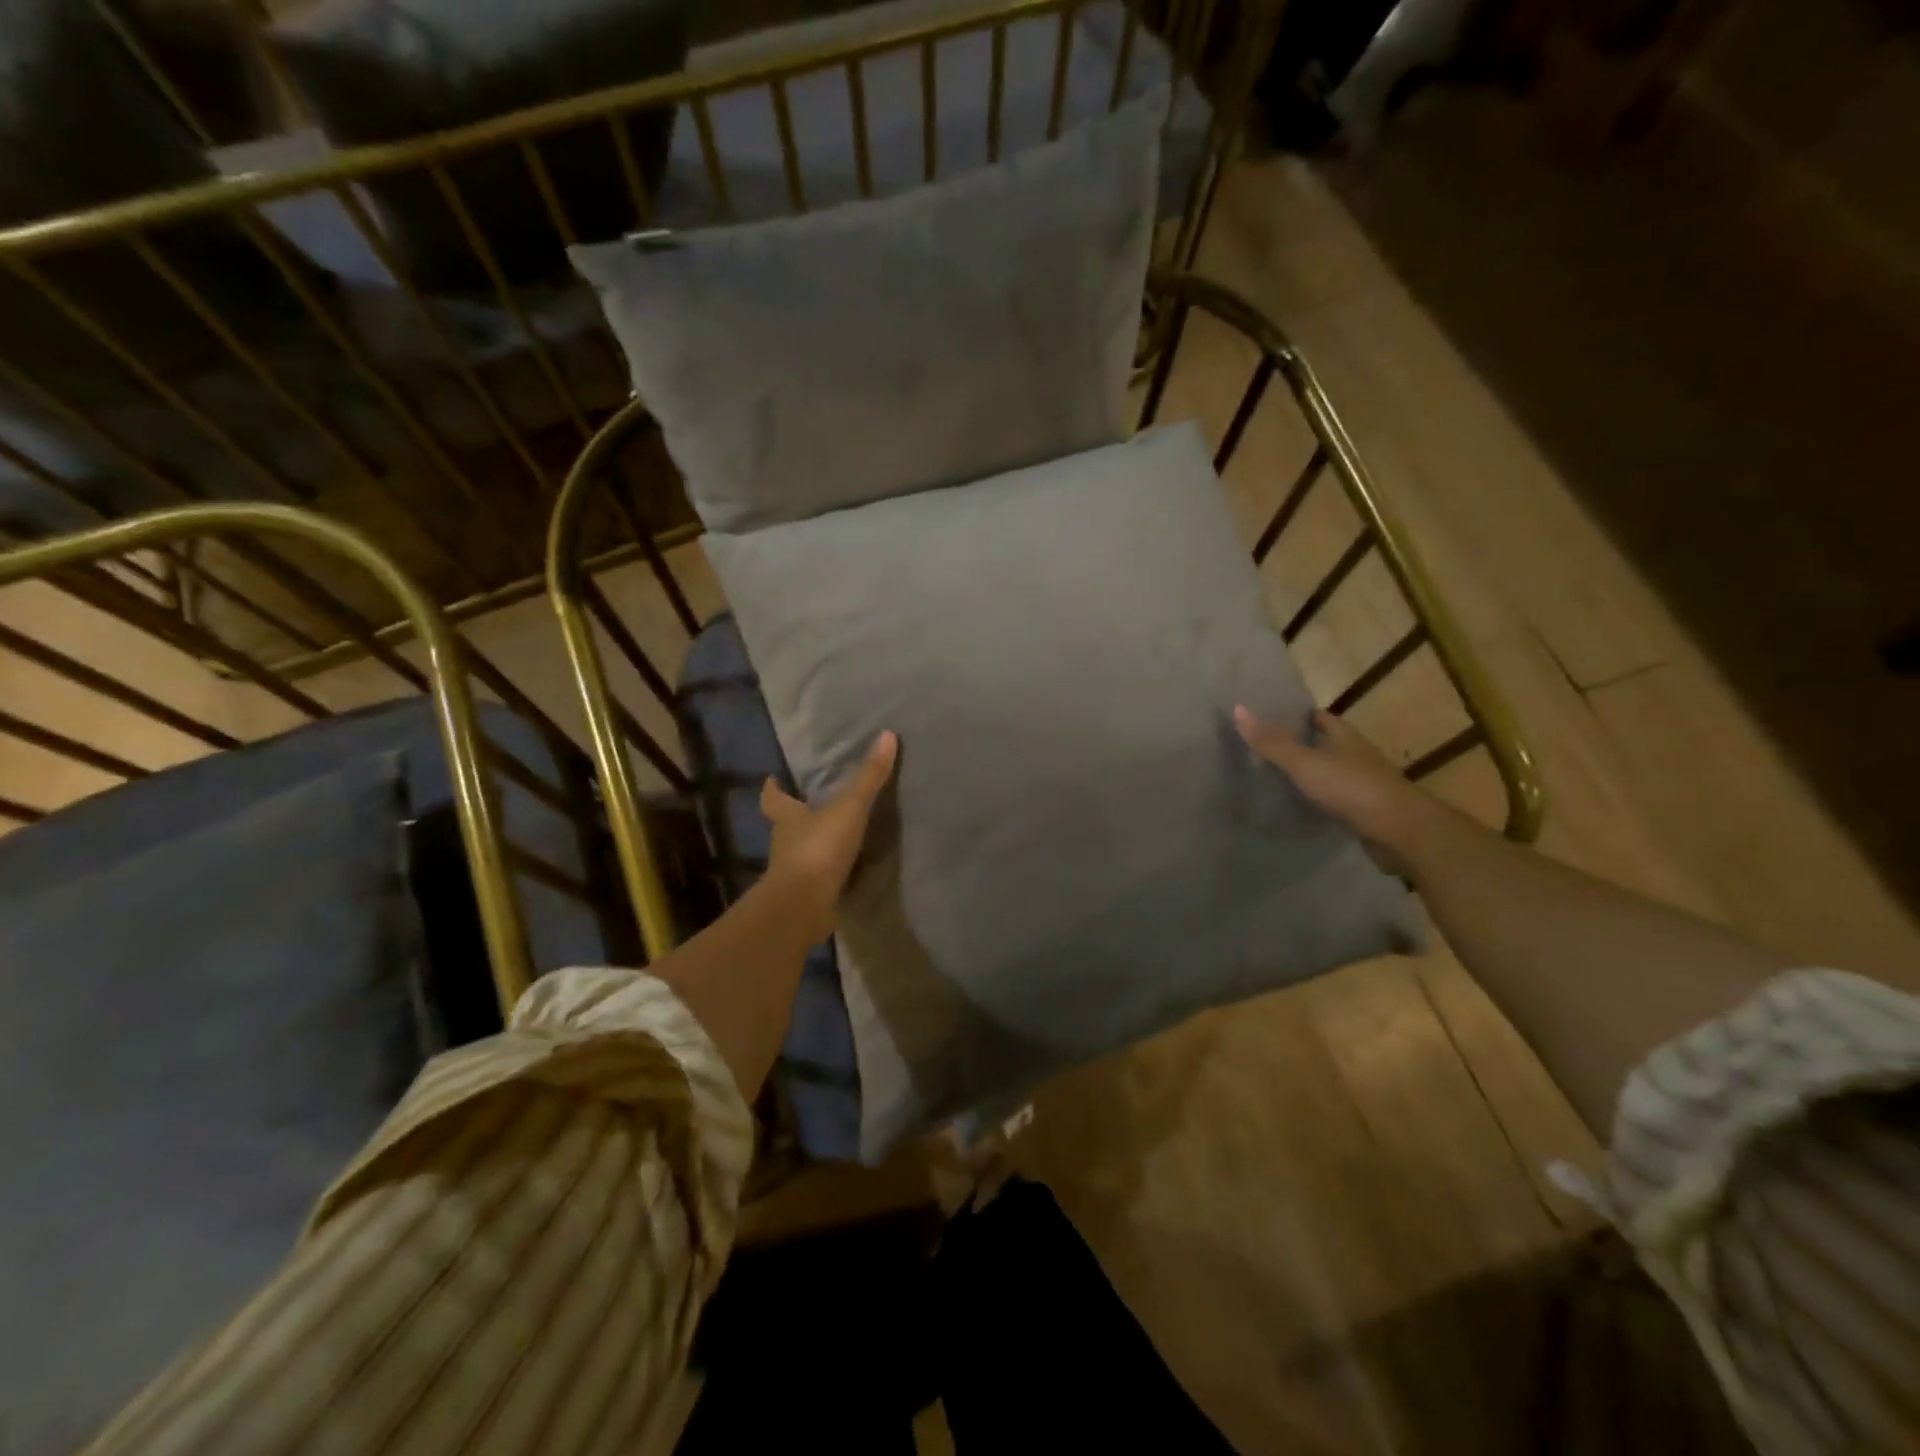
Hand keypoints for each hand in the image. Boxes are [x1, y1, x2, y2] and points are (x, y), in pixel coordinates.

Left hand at [760, 731, 897, 942]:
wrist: (804, 904)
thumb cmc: (819, 847)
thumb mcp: (849, 807)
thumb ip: (869, 777)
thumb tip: (887, 735)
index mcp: (787, 817)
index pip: (773, 798)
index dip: (772, 788)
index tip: (772, 779)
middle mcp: (784, 842)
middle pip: (785, 824)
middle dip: (795, 816)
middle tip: (811, 805)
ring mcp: (792, 872)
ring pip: (799, 852)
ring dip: (812, 845)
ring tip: (833, 837)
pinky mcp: (805, 896)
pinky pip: (816, 878)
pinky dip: (826, 873)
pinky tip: (843, 871)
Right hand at [1233, 705, 1442, 870]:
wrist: (1400, 831)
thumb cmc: (1351, 788)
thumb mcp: (1304, 762)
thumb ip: (1271, 742)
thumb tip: (1237, 709)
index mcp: (1345, 736)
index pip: (1318, 717)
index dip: (1295, 715)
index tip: (1268, 716)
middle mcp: (1356, 755)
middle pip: (1325, 743)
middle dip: (1299, 743)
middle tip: (1263, 746)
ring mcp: (1363, 784)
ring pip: (1330, 771)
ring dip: (1309, 773)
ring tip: (1273, 776)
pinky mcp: (1364, 811)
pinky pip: (1335, 798)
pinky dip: (1318, 798)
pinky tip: (1298, 805)